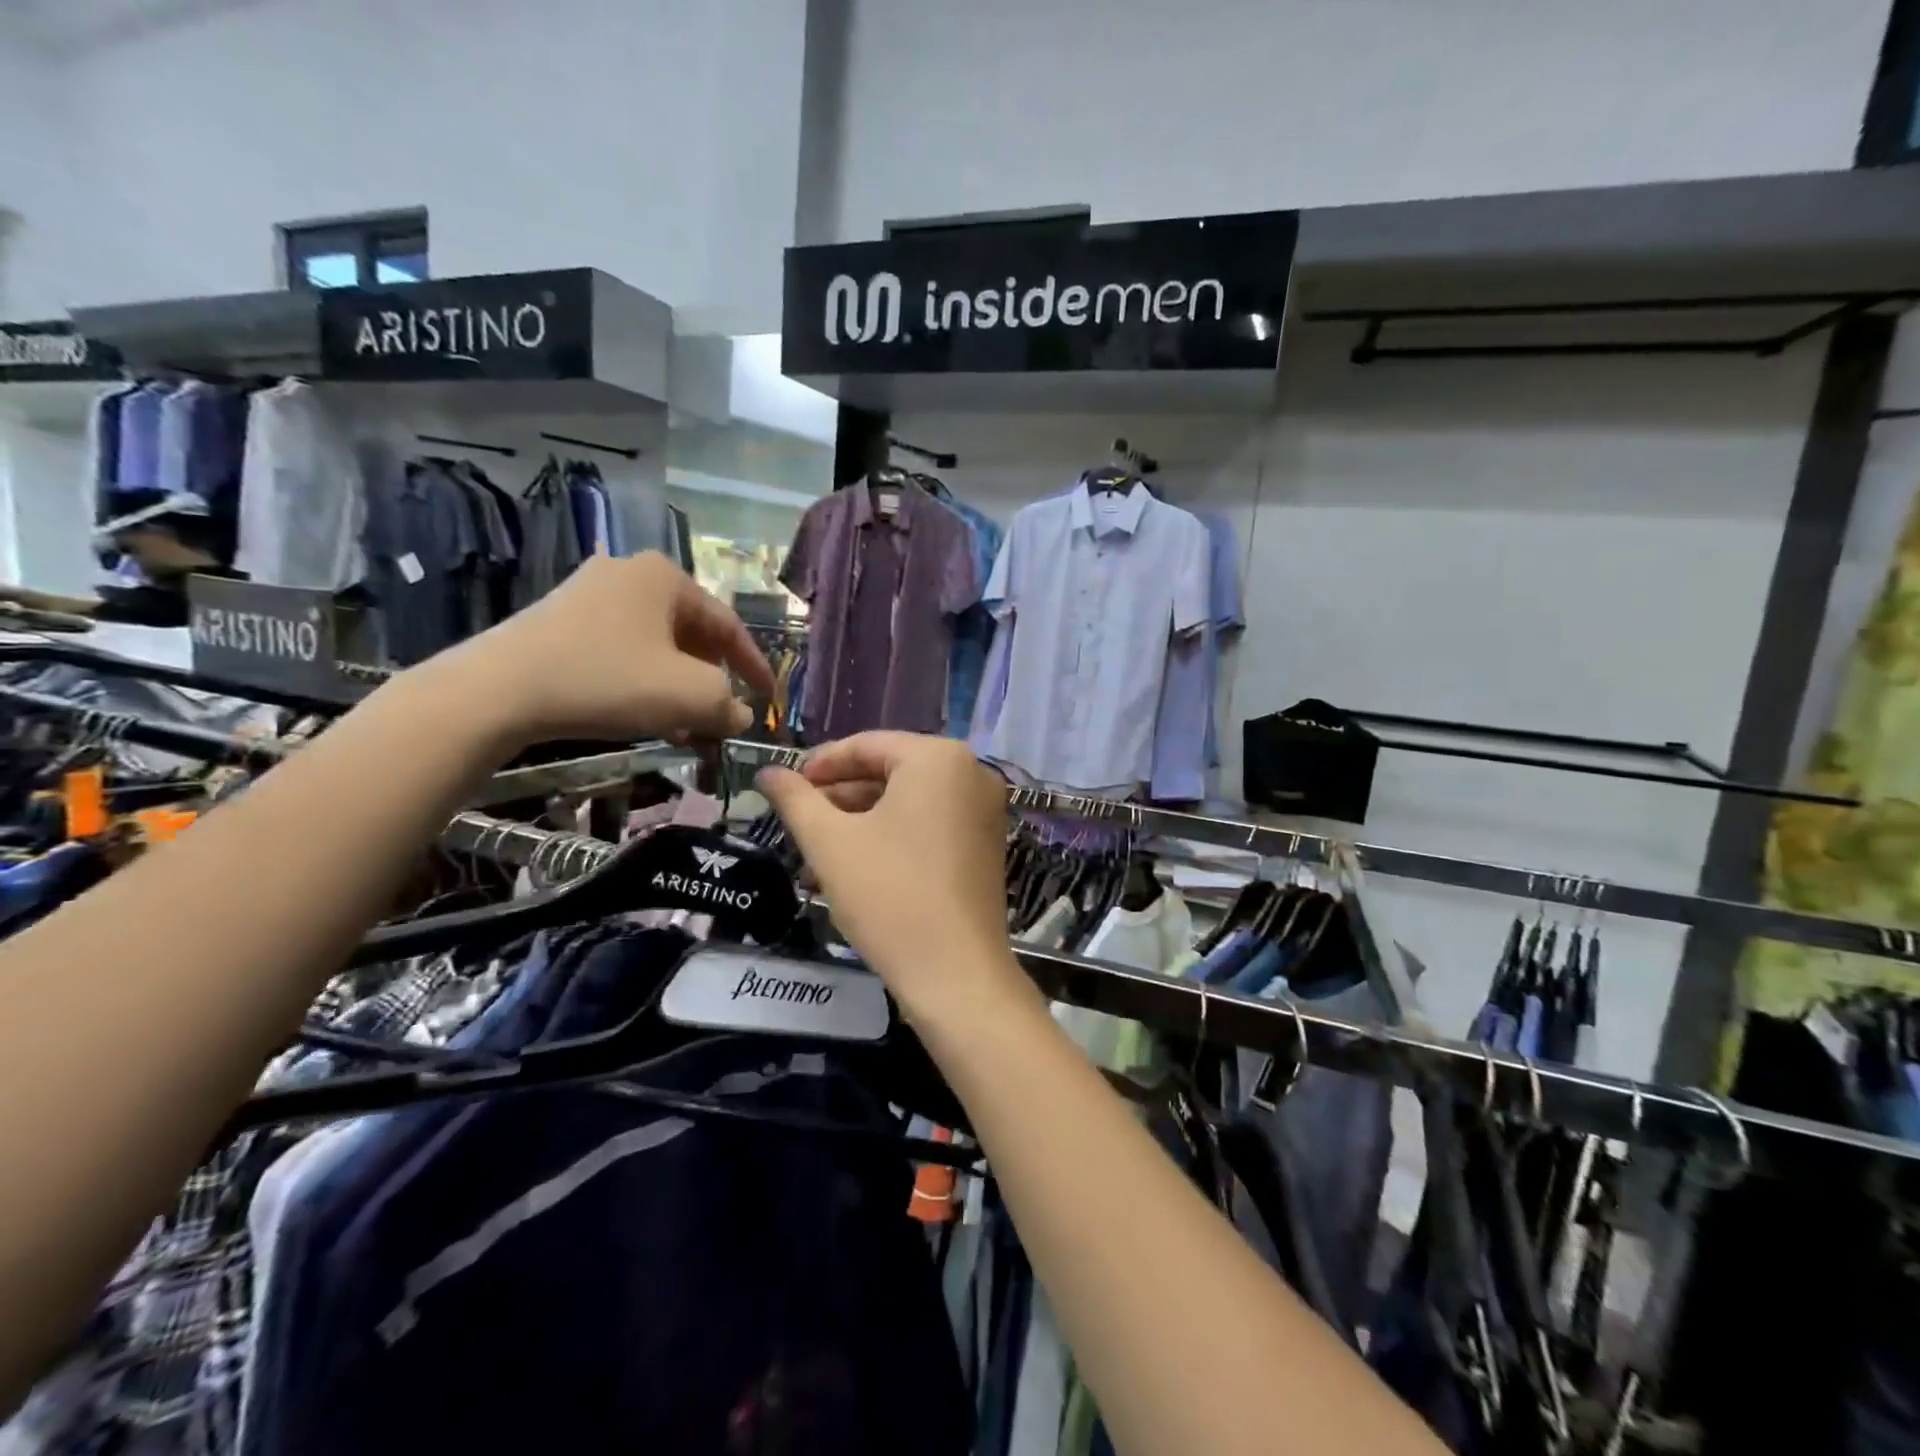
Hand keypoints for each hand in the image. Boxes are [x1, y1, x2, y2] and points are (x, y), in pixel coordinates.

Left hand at [432, 552, 774, 746]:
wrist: (498, 691)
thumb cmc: (609, 680)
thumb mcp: (690, 696)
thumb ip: (729, 704)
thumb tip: (739, 715)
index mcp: (666, 577)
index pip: (729, 625)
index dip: (754, 666)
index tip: (768, 699)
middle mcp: (629, 574)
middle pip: (692, 634)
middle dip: (713, 679)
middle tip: (724, 714)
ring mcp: (589, 594)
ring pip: (656, 646)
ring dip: (679, 686)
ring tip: (687, 725)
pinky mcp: (560, 621)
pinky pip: (622, 651)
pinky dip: (644, 682)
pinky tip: (645, 716)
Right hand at [756, 732, 1030, 1021]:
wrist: (955, 973)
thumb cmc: (888, 895)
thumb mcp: (830, 842)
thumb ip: (795, 798)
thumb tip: (767, 772)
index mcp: (938, 757)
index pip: (866, 745)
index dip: (819, 765)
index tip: (785, 788)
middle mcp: (971, 772)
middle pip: (889, 772)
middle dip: (838, 800)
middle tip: (798, 824)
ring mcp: (984, 810)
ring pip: (907, 803)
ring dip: (859, 824)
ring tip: (816, 857)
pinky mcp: (985, 843)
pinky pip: (929, 825)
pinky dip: (891, 838)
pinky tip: (853, 868)